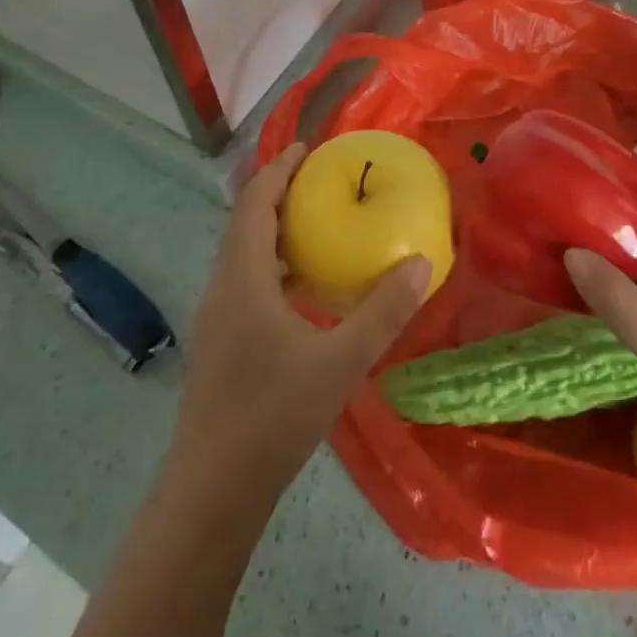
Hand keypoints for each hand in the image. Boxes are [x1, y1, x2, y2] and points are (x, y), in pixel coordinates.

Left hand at [170, 144, 431, 498]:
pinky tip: (304, 290)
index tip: (307, 148)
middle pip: (245, 222)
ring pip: (243, 255)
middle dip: (278, 194)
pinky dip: (273, 266)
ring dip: (275, 231)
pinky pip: (245, 282)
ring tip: (318, 225)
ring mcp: (216, 317)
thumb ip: (383, 311)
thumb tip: (422, 263)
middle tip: (321, 181)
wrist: (214, 488)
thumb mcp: (341, 360)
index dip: (278, 169)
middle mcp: (222, 287)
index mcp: (243, 277)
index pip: (254, 202)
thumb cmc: (274, 415)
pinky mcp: (220, 343)